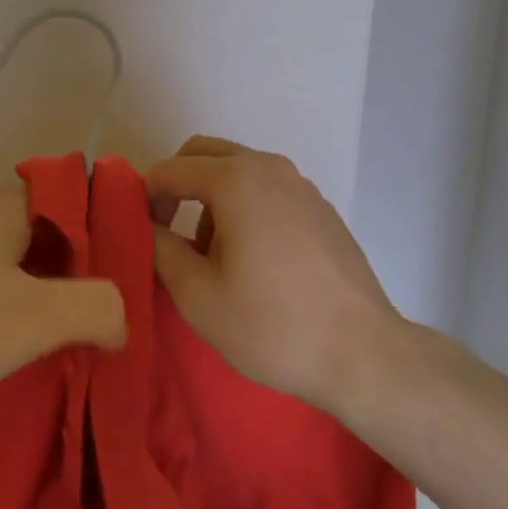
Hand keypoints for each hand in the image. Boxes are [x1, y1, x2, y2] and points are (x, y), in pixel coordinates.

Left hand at [0, 187, 125, 407]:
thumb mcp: (31, 319)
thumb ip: (94, 308)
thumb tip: (125, 316)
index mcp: (13, 204)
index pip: (84, 195)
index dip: (116, 228)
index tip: (139, 270)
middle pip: (57, 225)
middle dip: (88, 262)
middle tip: (116, 307)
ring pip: (25, 251)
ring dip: (54, 283)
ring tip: (80, 327)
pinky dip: (20, 295)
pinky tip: (22, 335)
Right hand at [149, 136, 404, 418]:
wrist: (365, 355)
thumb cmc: (273, 325)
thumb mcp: (199, 296)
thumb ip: (161, 250)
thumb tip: (148, 226)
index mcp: (236, 179)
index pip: (172, 169)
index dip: (147, 196)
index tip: (142, 233)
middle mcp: (268, 167)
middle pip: (205, 153)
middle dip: (178, 184)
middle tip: (168, 229)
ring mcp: (300, 184)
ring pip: (238, 170)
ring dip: (211, 196)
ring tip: (212, 256)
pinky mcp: (320, 207)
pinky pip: (267, 189)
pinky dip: (245, 205)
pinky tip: (254, 259)